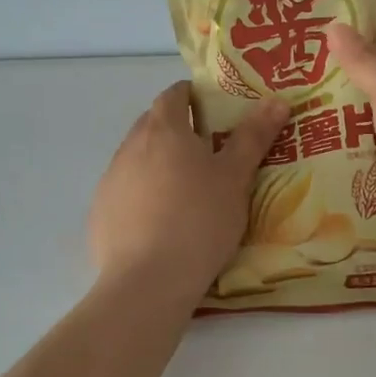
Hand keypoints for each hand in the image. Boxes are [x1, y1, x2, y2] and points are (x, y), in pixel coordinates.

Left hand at [88, 82, 289, 290]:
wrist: (148, 281)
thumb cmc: (199, 219)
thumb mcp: (235, 177)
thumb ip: (253, 136)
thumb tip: (276, 99)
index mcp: (163, 129)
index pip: (173, 94)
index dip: (192, 96)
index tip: (212, 109)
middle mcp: (130, 146)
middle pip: (152, 123)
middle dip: (176, 129)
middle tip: (206, 150)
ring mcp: (110, 180)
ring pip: (136, 158)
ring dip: (157, 162)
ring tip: (185, 189)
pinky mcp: (99, 213)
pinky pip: (124, 191)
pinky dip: (141, 194)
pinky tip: (160, 221)